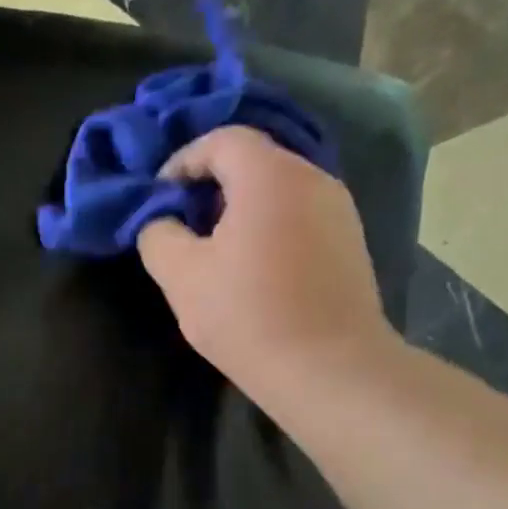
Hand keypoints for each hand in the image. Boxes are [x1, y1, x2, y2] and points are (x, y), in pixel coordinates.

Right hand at [136, 126, 398, 405]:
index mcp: (270, 176)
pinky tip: (251, 268)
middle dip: (209, 185)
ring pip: (277, 188)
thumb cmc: (246, 315)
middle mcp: (313, 178)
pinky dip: (267, 225)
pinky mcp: (349, 242)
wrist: (328, 368)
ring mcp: (339, 210)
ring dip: (239, 207)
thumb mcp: (180, 275)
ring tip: (213, 249)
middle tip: (181, 223)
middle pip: (253, 160)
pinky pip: (298, 214)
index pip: (222, 139)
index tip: (159, 198)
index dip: (182, 161)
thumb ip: (158, 234)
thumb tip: (160, 221)